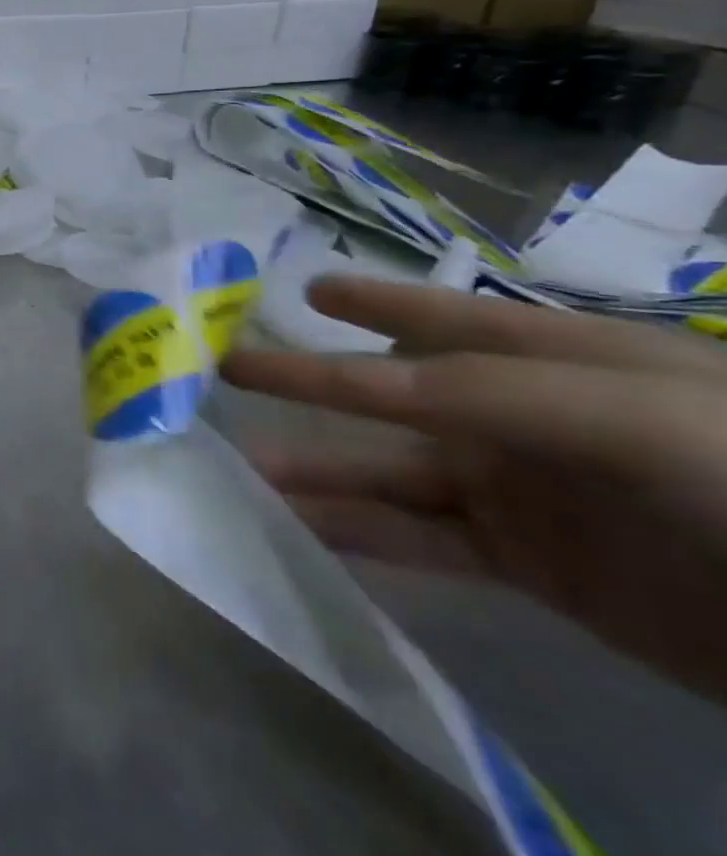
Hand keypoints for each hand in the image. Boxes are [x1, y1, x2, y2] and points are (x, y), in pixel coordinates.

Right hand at [223, 276, 726, 703]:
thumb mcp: (626, 413)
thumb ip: (479, 388)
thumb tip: (352, 381)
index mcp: (560, 364)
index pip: (446, 322)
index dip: (375, 303)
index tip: (307, 293)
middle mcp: (527, 420)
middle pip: (395, 395)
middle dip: (313, 381)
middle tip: (229, 367)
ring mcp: (523, 493)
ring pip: (391, 471)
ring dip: (316, 467)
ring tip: (243, 464)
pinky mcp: (526, 562)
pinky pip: (417, 538)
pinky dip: (353, 530)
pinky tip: (296, 523)